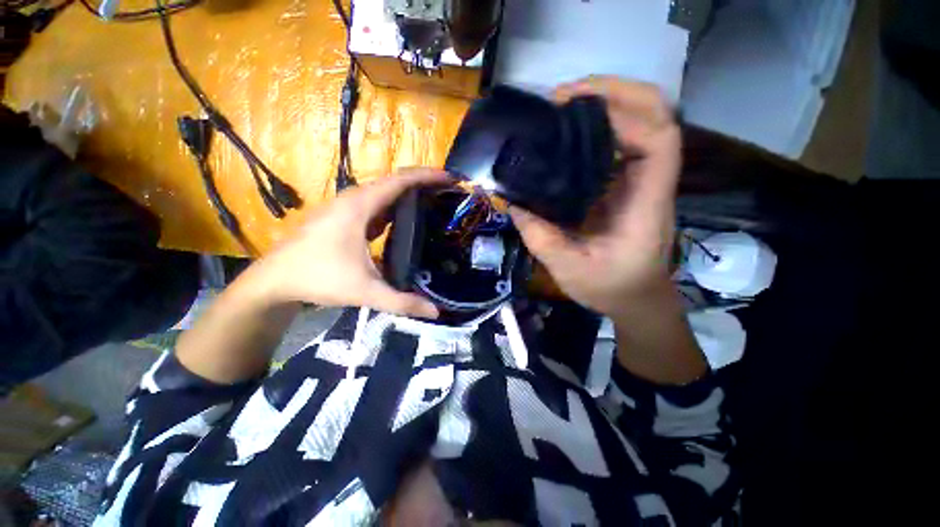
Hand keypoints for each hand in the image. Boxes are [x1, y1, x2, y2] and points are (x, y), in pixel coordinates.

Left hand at [251, 168, 445, 317]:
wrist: (273, 281)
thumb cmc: (317, 278)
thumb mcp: (364, 291)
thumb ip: (401, 302)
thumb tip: (436, 312)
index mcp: (360, 207)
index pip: (400, 181)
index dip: (427, 176)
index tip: (451, 179)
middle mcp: (353, 199)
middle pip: (394, 181)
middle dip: (423, 182)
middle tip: (449, 192)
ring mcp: (346, 207)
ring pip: (384, 191)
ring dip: (408, 192)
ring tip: (434, 200)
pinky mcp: (343, 217)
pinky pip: (375, 203)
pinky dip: (395, 204)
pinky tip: (406, 217)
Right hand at [510, 77, 680, 318]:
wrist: (637, 299)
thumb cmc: (611, 289)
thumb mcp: (569, 269)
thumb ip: (540, 237)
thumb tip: (512, 202)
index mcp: (646, 204)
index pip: (658, 141)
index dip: (625, 114)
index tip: (577, 109)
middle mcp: (649, 184)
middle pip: (657, 117)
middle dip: (615, 93)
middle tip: (564, 96)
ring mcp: (638, 183)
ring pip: (639, 124)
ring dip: (604, 106)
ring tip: (560, 108)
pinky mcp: (624, 187)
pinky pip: (617, 146)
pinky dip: (594, 131)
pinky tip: (565, 136)